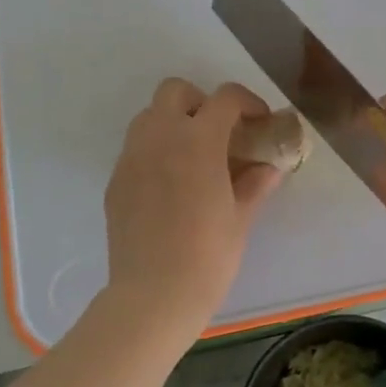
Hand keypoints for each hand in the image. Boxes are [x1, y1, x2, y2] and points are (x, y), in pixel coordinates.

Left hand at [103, 79, 286, 326]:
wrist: (153, 295)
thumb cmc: (208, 256)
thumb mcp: (240, 218)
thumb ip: (255, 184)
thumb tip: (269, 168)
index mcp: (198, 142)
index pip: (225, 98)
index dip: (247, 102)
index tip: (259, 122)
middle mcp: (160, 138)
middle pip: (176, 91)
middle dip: (201, 102)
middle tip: (220, 133)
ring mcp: (132, 158)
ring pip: (149, 116)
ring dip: (174, 123)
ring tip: (193, 157)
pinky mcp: (116, 181)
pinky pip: (136, 148)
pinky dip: (155, 151)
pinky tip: (170, 185)